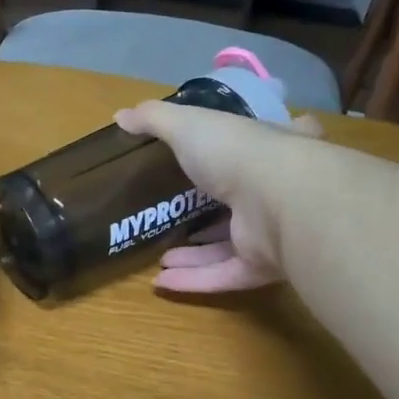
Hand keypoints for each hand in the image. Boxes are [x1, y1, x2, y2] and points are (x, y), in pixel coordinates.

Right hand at [113, 101, 323, 293]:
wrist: (279, 201)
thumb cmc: (237, 152)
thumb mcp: (188, 125)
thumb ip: (155, 120)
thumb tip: (120, 115)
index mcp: (270, 149)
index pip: (276, 142)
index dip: (261, 144)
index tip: (241, 152)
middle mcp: (278, 190)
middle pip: (248, 201)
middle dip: (214, 211)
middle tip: (180, 216)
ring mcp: (273, 232)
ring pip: (232, 246)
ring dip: (197, 253)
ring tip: (161, 256)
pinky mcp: (264, 267)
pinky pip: (224, 275)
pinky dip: (194, 280)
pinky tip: (160, 282)